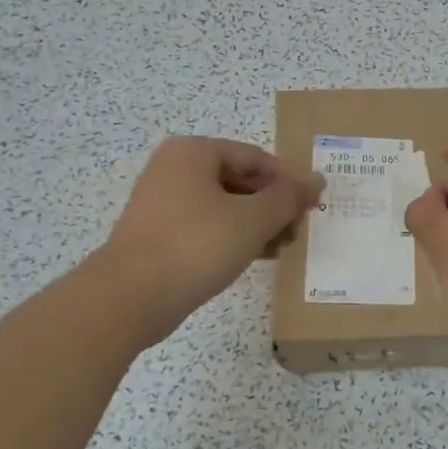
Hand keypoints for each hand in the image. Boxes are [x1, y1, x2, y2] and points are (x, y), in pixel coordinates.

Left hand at [97, 137, 321, 342]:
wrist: (131, 296)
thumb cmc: (196, 245)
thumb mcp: (252, 219)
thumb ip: (287, 198)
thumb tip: (316, 181)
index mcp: (194, 152)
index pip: (256, 158)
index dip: (288, 182)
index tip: (311, 208)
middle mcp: (174, 168)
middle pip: (240, 180)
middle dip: (272, 206)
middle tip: (296, 232)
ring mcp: (162, 201)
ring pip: (224, 205)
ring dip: (257, 224)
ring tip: (281, 249)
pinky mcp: (158, 233)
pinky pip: (206, 226)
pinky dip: (232, 237)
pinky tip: (254, 258)